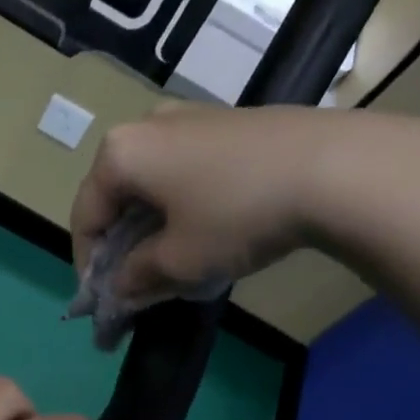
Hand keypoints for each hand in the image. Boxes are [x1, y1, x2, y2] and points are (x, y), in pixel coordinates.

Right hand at [69, 102, 419, 305]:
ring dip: (151, 226)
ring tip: (172, 261)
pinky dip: (181, 205)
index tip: (102, 301)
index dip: (88, 265)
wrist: (333, 167)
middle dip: (121, 244)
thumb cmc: (236, 214)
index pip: (85, 216)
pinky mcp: (226, 122)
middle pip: (117, 196)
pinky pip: (184, 170)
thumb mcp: (179, 260)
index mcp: (121, 153)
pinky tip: (206, 230)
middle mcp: (147, 126)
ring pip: (152, 182)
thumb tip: (119, 290)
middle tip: (135, 283)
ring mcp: (190, 118)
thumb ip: (136, 278)